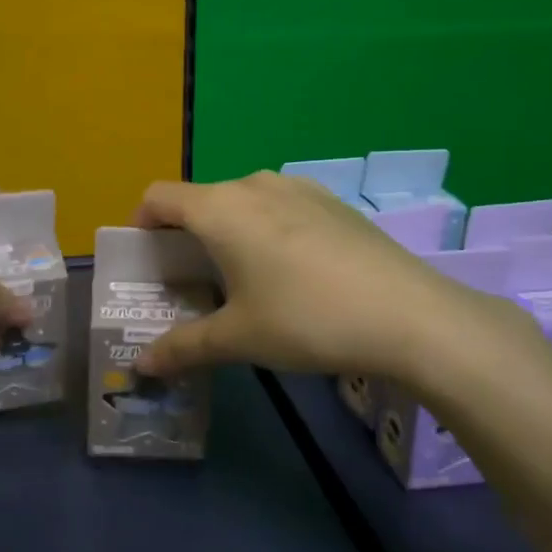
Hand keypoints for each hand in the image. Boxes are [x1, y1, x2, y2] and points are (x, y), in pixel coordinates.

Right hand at [131, 171, 547, 395]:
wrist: (410, 314)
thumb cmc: (306, 319)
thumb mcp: (238, 338)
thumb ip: (183, 347)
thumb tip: (141, 366)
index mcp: (220, 208)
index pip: (159, 197)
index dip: (141, 225)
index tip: (147, 263)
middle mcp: (254, 184)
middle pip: (200, 199)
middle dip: (185, 236)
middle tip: (190, 283)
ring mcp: (298, 188)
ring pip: (242, 201)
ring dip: (227, 231)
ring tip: (240, 278)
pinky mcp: (331, 201)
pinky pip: (279, 206)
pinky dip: (265, 228)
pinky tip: (291, 272)